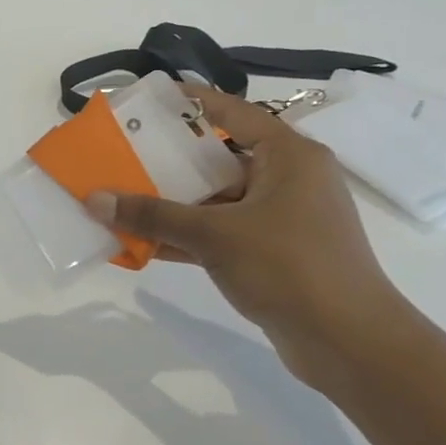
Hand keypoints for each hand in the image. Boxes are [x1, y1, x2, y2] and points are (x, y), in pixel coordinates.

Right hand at [85, 85, 408, 386]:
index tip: (146, 99)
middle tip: (123, 150)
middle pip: (218, 156)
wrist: (351, 345)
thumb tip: (94, 199)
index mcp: (288, 156)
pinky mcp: (274, 252)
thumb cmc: (289, 268)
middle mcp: (288, 178)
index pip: (231, 112)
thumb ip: (153, 215)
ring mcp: (282, 217)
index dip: (189, 102)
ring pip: (216, 198)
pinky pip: (221, 231)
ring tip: (122, 196)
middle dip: (169, 157)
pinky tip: (143, 241)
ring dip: (172, 202)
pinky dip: (187, 234)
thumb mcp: (214, 235)